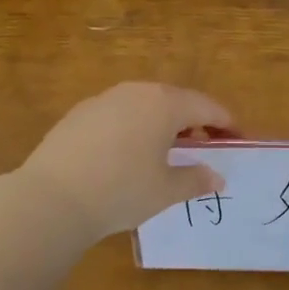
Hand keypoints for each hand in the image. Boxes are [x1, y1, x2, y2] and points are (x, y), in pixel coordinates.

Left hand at [16, 83, 233, 244]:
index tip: (237, 139)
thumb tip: (217, 177)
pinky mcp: (79, 113)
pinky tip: (128, 154)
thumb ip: (195, 180)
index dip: (226, 123)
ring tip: (166, 151)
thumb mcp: (166, 191)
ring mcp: (104, 99)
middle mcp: (136, 91)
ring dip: (162, 123)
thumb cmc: (121, 191)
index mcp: (165, 104)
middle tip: (204, 146)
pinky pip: (119, 114)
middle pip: (175, 100)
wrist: (51, 198)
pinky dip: (133, 127)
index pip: (206, 107)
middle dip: (194, 121)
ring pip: (144, 104)